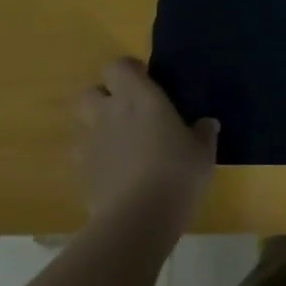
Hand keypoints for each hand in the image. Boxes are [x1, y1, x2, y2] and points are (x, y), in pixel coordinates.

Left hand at [76, 57, 217, 221]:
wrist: (138, 220)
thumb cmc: (177, 172)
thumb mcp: (203, 151)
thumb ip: (202, 133)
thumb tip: (206, 124)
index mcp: (139, 98)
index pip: (118, 66)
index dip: (129, 70)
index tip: (146, 80)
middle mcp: (108, 114)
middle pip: (89, 92)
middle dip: (104, 97)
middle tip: (128, 111)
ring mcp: (90, 144)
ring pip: (83, 125)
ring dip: (98, 129)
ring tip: (122, 144)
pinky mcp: (80, 174)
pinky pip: (84, 157)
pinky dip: (96, 160)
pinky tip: (116, 174)